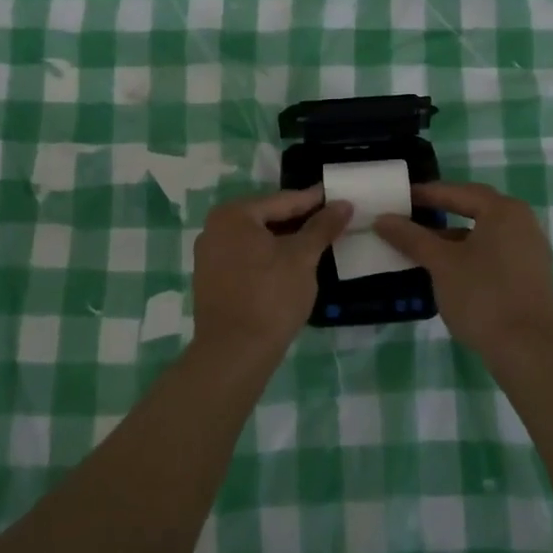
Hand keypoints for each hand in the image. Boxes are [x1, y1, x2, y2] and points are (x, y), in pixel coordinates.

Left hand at [189, 187, 350, 360]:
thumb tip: (343, 204)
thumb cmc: (270, 296)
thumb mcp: (303, 257)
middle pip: (267, 218)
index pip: (282, 201)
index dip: (313, 200)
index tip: (337, 197)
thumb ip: (322, 227)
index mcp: (233, 215)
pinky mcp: (211, 281)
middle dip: (299, 221)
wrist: (234, 354)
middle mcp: (215, 228)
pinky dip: (268, 258)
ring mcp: (209, 256)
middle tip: (331, 221)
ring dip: (284, 241)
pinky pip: (246, 258)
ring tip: (316, 243)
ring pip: (256, 240)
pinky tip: (290, 267)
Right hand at [375, 181, 552, 363]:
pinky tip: (448, 269)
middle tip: (411, 214)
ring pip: (484, 233)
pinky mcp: (531, 276)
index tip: (400, 197)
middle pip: (474, 208)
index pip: (458, 192)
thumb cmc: (482, 296)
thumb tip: (382, 219)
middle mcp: (522, 222)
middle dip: (441, 211)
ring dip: (453, 236)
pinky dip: (470, 253)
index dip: (426, 194)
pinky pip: (494, 252)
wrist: (528, 351)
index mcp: (503, 210)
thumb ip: (411, 237)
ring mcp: (530, 250)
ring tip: (423, 244)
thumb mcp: (440, 264)